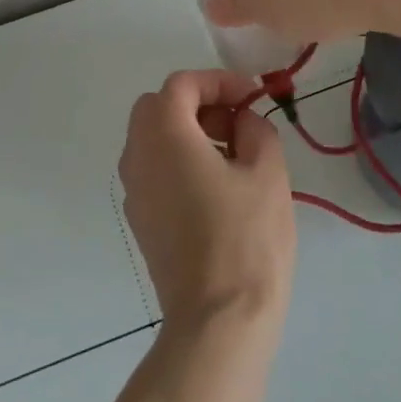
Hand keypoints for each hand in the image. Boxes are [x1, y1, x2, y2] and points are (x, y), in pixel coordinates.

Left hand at [119, 70, 295, 334]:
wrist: (218, 320)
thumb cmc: (246, 238)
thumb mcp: (267, 172)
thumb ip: (255, 129)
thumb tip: (243, 121)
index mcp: (164, 135)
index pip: (181, 85)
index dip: (218, 81)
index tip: (251, 97)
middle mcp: (137, 156)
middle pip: (157, 107)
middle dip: (197, 104)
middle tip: (236, 122)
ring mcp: (133, 190)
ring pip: (152, 138)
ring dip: (187, 132)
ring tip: (233, 156)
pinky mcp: (140, 220)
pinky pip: (154, 170)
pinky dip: (179, 161)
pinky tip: (216, 188)